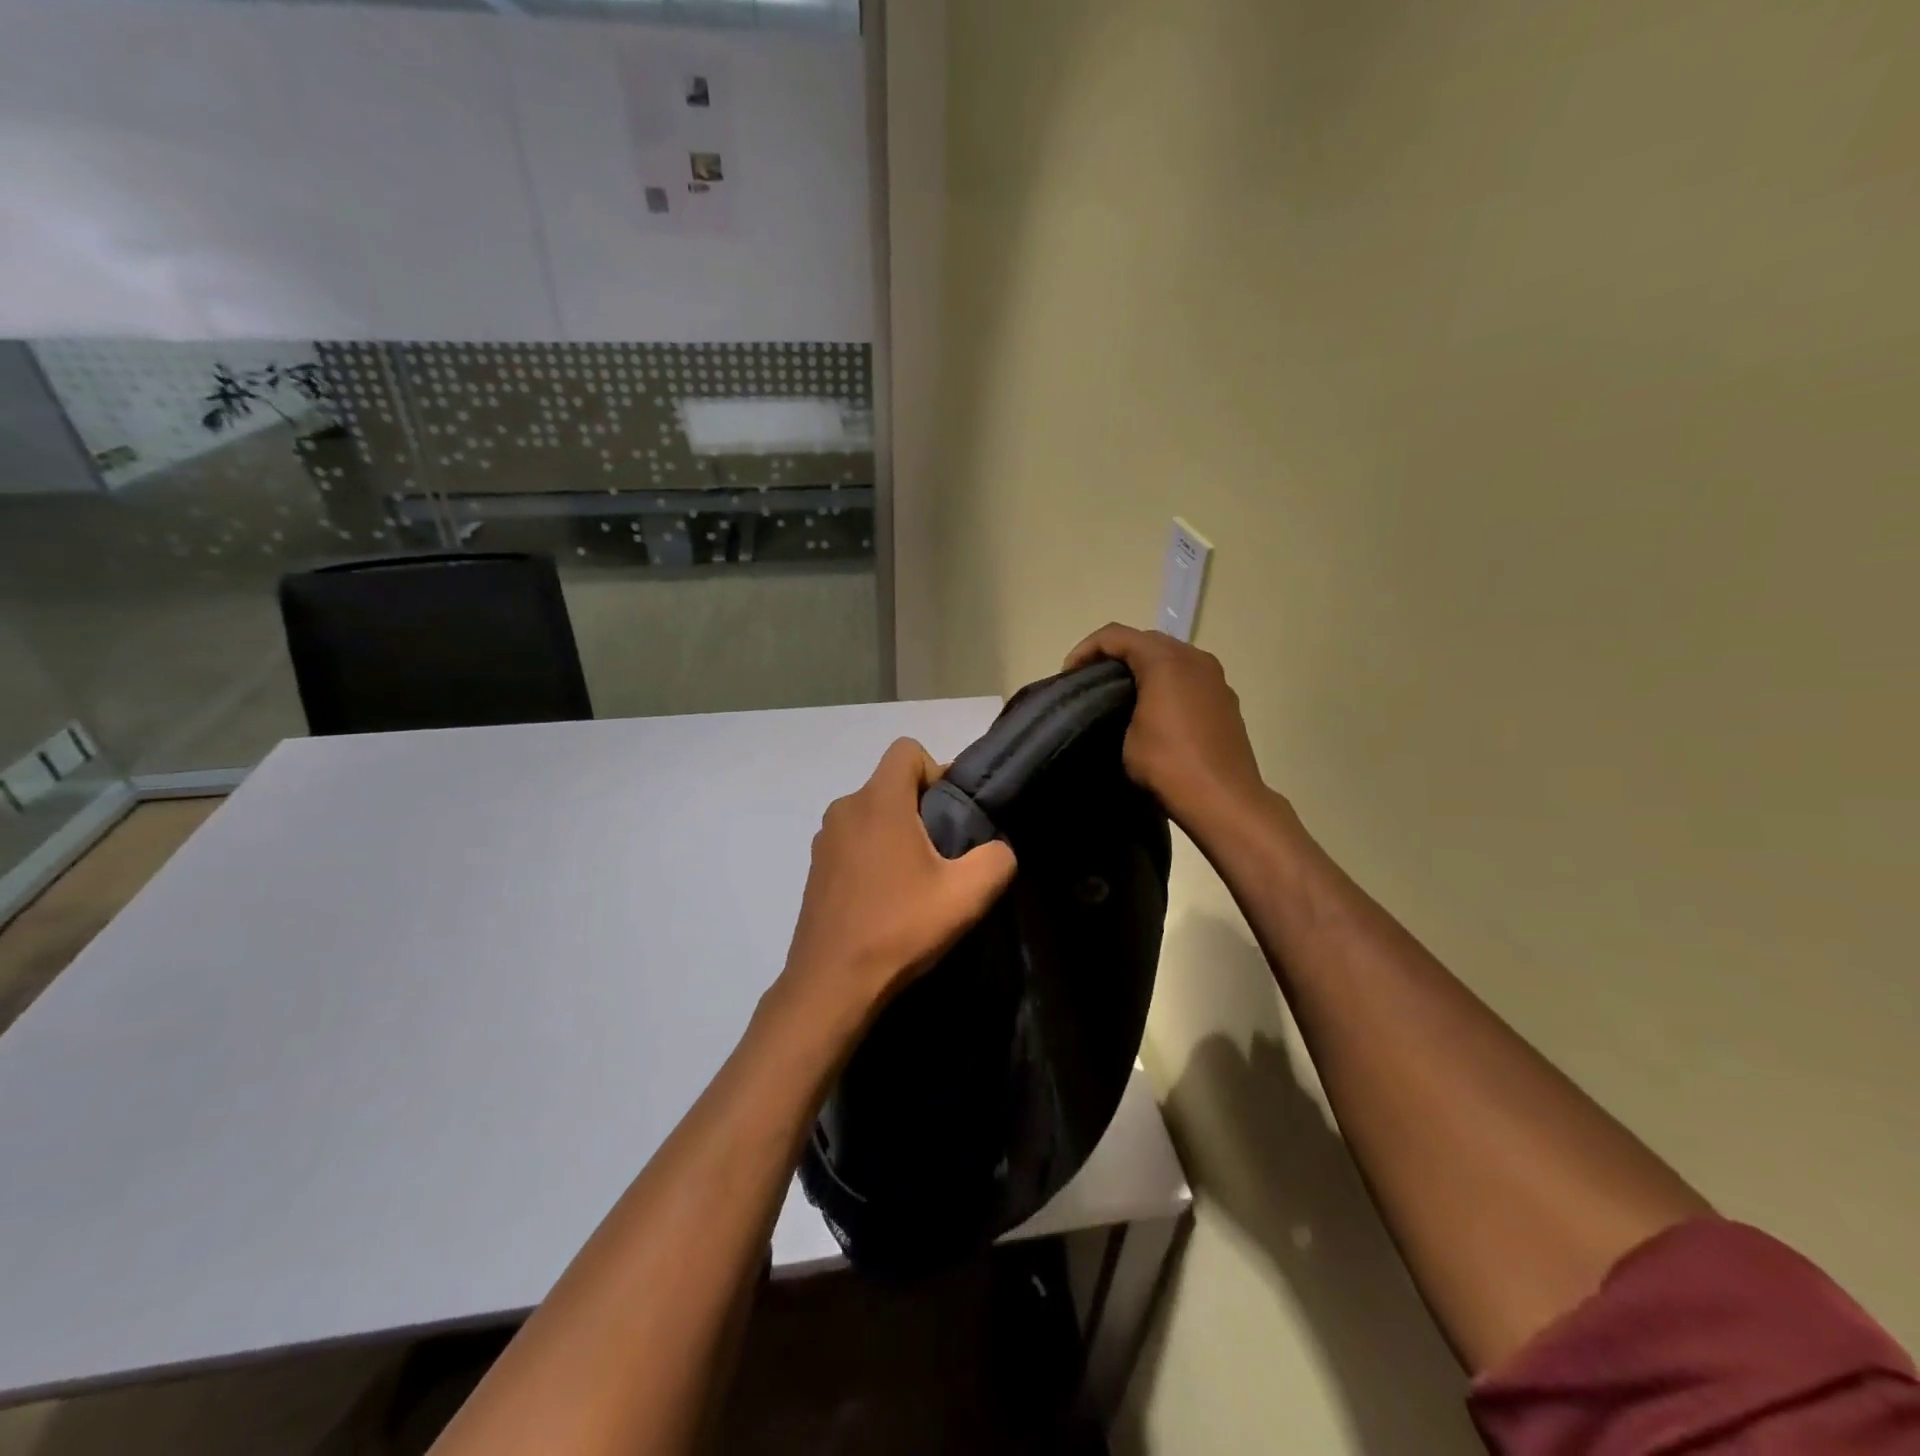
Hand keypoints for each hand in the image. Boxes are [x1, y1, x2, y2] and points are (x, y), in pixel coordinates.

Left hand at [780, 738, 1017, 1019]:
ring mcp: (824, 840)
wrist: (831, 985)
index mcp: (878, 801)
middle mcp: (845, 808)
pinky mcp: (816, 869)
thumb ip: (996, 858)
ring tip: (916, 883)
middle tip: (944, 856)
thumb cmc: (899, 929)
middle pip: (891, 784)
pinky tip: (887, 900)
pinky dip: (874, 856)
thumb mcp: (967, 895)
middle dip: (922, 809)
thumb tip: (996, 847)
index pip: (907, 750)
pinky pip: (854, 842)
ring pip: (872, 815)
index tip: (952, 815)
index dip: (937, 772)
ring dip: (898, 835)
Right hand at [1065, 624, 1272, 836]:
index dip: (1085, 649)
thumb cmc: (1168, 764)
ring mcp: (1215, 677)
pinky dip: (1166, 683)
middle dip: (1114, 654)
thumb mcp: (1126, 737)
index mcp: (1165, 660)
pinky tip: (1155, 711)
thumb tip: (1122, 708)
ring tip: (1121, 695)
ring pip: (1171, 657)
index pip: (1115, 636)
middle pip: (1145, 640)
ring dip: (1143, 667)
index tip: (1068, 676)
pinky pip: (1189, 677)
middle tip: (1091, 681)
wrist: (1224, 799)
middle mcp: (1194, 658)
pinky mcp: (1225, 699)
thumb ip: (1118, 708)